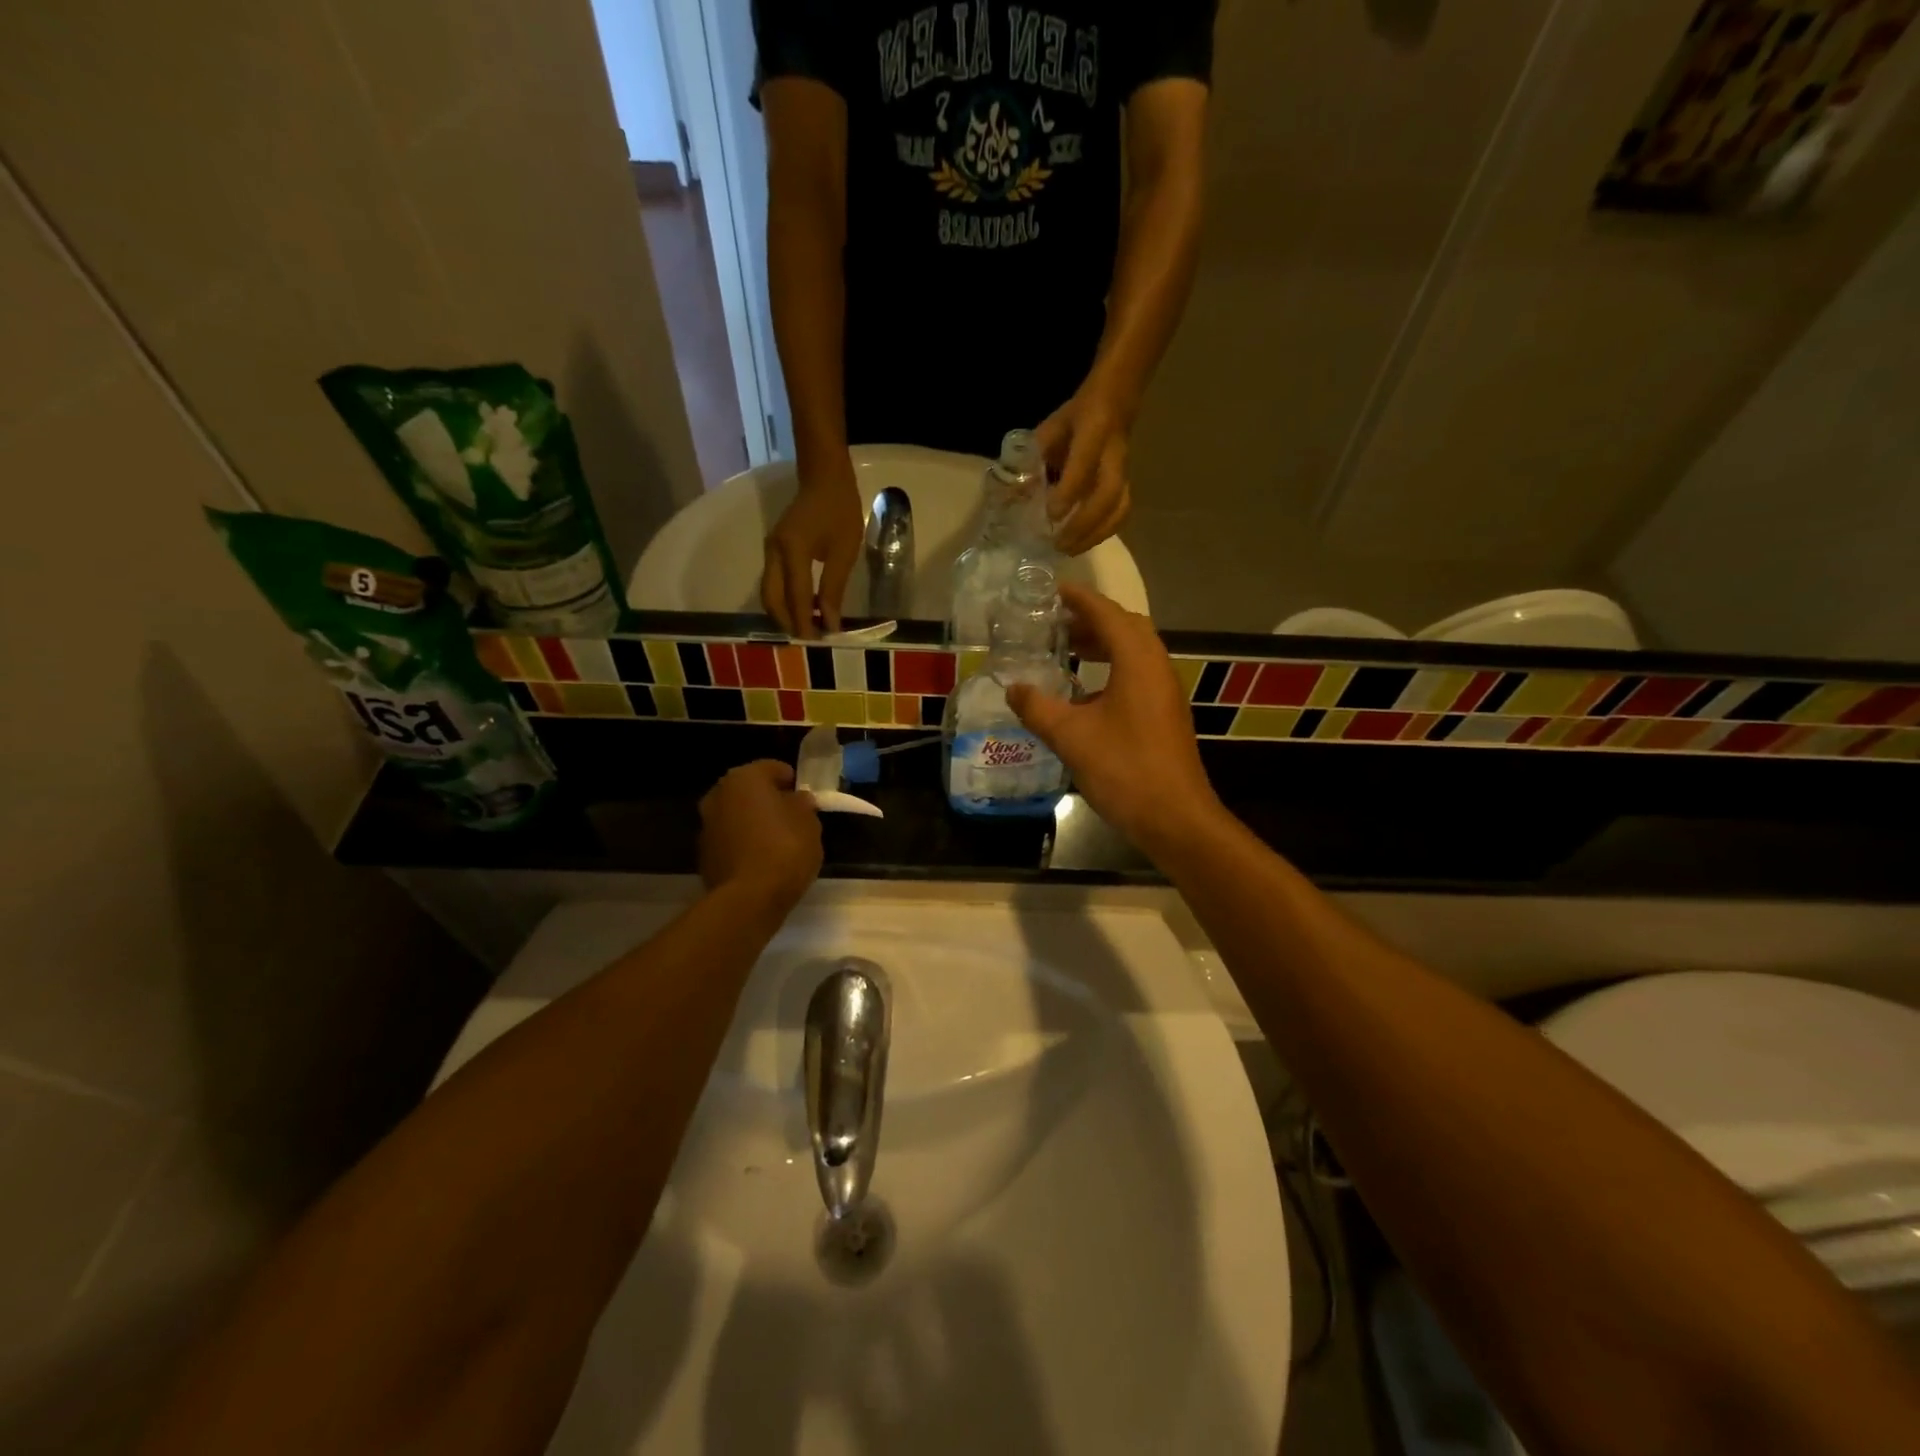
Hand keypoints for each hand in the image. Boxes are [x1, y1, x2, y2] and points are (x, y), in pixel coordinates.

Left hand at [699, 761, 822, 909]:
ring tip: (777, 841)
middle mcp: (719, 794)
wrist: (749, 898)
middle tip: (791, 817)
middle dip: (768, 800)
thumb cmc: (785, 849)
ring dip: (752, 822)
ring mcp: (706, 825)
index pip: (773, 768)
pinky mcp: (703, 854)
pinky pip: (729, 840)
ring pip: (736, 815)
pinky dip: (743, 843)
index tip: (805, 798)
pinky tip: (761, 860)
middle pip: (750, 790)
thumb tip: (796, 800)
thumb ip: (802, 805)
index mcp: (745, 778)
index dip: (791, 781)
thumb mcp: (809, 822)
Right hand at [763, 464, 862, 638]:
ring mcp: (770, 551)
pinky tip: (804, 607)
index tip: (818, 642)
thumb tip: (829, 622)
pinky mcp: (773, 550)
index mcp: (792, 551)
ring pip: (769, 593)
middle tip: (809, 639)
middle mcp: (773, 552)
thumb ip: (834, 588)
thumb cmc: (840, 511)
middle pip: (772, 599)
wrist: (824, 478)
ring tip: (807, 626)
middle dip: (788, 623)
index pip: (796, 597)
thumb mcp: (844, 552)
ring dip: (784, 613)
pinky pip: (773, 583)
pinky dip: (785, 600)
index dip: (805, 622)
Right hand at [1005, 582, 1225, 854]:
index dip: (1079, 598)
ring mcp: (1165, 691)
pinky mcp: (1165, 714)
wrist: (1175, 817)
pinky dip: (1112, 669)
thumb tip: (1013, 688)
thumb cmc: (1124, 769)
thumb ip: (1038, 708)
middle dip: (1091, 619)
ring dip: (1103, 645)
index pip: (1107, 614)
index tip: (1052, 589)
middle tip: (1056, 623)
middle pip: (1125, 627)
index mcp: (1137, 661)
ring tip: (1067, 651)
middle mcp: (1157, 667)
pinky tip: (1085, 694)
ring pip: (1134, 652)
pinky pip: (1138, 675)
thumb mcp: (1071, 737)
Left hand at [1036, 388, 1132, 555]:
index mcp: (1094, 430)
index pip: (1083, 465)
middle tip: (1059, 544)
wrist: (1115, 400)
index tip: (1051, 515)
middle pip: (1107, 495)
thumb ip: (1033, 459)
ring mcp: (1123, 471)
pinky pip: (1121, 512)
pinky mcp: (1126, 484)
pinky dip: (1103, 532)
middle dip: (1083, 524)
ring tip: (1070, 550)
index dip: (1068, 492)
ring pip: (1118, 508)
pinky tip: (1084, 543)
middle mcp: (1113, 454)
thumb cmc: (1076, 418)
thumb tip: (1010, 495)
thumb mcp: (1050, 429)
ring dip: (1095, 534)